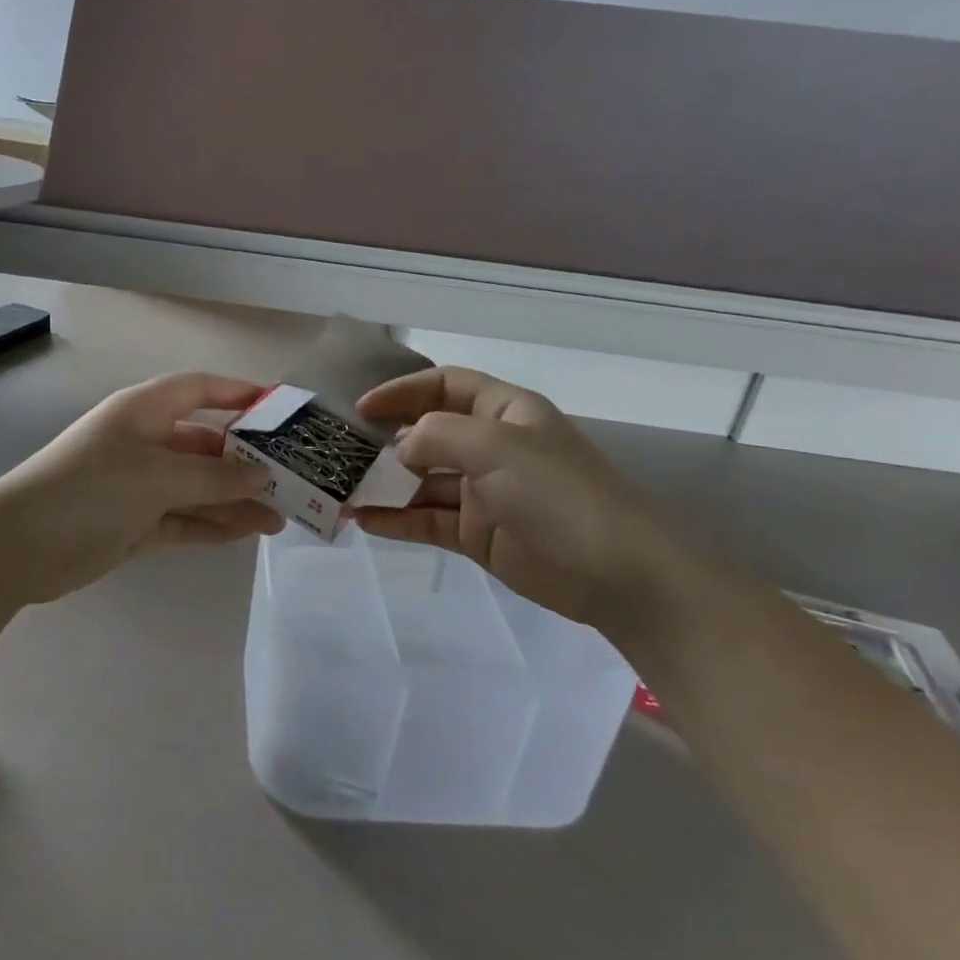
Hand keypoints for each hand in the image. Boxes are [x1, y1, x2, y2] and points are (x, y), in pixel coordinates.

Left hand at [0, 373, 284, 603]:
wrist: (21, 546)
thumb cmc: (91, 489)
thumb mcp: (158, 476)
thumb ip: (214, 477)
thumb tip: (262, 477)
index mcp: (144, 411)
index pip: (200, 389)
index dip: (239, 394)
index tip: (280, 409)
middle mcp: (145, 441)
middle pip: (206, 444)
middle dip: (245, 462)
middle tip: (290, 481)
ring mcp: (140, 484)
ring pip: (199, 487)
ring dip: (235, 500)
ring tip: (279, 519)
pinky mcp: (136, 522)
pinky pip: (184, 518)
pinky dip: (212, 524)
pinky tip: (246, 532)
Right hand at [354, 368, 679, 631]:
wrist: (616, 574)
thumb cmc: (558, 494)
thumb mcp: (497, 447)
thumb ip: (437, 435)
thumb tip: (401, 447)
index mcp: (506, 412)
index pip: (446, 385)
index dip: (403, 391)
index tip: (362, 408)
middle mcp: (493, 447)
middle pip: (429, 433)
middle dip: (387, 440)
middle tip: (342, 451)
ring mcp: (485, 492)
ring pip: (424, 481)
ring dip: (386, 484)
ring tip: (343, 490)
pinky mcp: (479, 534)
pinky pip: (429, 520)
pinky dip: (398, 520)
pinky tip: (364, 521)